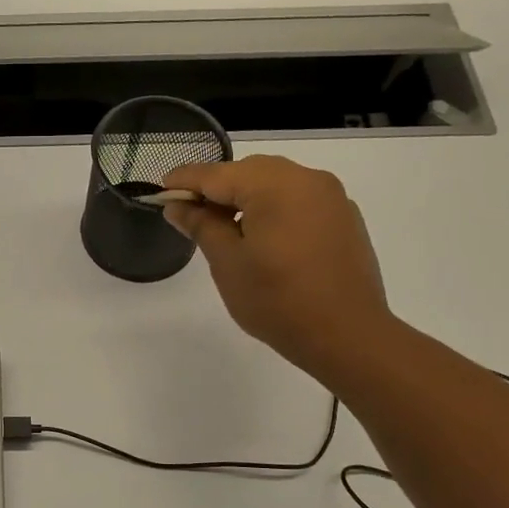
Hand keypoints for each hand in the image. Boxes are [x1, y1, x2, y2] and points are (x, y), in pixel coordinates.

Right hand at [163, 155, 390, 379]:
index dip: (184, 182)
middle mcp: (307, 179)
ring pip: (276, 183)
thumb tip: (178, 206)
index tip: (160, 191)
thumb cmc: (278, 300)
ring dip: (245, 197)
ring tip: (223, 228)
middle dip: (217, 188)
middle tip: (189, 215)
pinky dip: (273, 208)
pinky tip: (262, 237)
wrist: (347, 335)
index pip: (217, 174)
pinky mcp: (344, 218)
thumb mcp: (228, 263)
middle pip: (249, 172)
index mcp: (275, 185)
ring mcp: (331, 197)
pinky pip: (299, 200)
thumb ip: (201, 226)